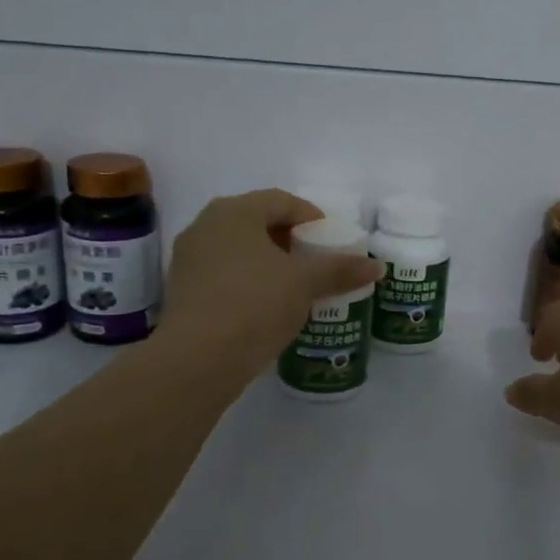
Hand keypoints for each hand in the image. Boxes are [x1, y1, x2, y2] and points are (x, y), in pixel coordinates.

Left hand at [162, 189, 384, 377]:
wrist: (198, 359)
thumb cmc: (255, 304)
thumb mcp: (305, 283)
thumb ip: (340, 269)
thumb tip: (376, 266)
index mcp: (234, 212)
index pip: (280, 200)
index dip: (311, 216)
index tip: (331, 238)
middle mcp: (205, 226)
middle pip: (257, 222)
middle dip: (289, 239)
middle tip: (316, 260)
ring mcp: (188, 260)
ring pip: (238, 250)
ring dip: (268, 262)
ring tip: (295, 285)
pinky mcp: (183, 292)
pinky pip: (224, 275)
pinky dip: (248, 282)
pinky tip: (267, 306)